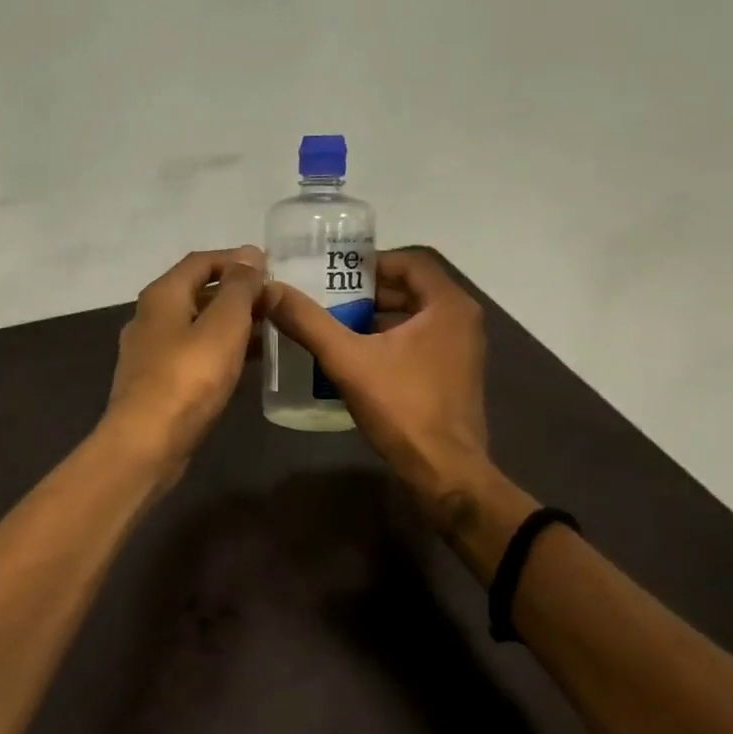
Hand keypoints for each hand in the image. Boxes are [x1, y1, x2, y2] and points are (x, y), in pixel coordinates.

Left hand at [105, 247, 266, 481]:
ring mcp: (150, 352)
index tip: (271, 269)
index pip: (201, 261)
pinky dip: (220, 350)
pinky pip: (193, 354)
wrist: (147, 443)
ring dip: (231, 324)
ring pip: (196, 325)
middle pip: (197, 292)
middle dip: (236, 293)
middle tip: (274, 302)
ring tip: (269, 330)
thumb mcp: (223, 325)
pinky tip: (245, 363)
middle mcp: (150, 317)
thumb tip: (250, 254)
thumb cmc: (188, 378)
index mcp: (162, 295)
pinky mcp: (156, 382)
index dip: (236, 260)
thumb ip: (239, 288)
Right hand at [264, 250, 493, 512]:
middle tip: (326, 297)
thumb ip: (309, 322)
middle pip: (411, 289)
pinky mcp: (454, 375)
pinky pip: (418, 342)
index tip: (334, 272)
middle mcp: (462, 320)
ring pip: (413, 317)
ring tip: (333, 324)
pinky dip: (388, 340)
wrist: (444, 472)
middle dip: (367, 291)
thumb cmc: (403, 408)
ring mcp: (461, 350)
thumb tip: (270, 290)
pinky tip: (354, 357)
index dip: (370, 262)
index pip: (410, 262)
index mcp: (448, 306)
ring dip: (375, 317)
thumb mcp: (348, 361)